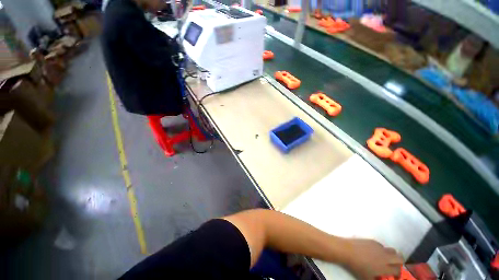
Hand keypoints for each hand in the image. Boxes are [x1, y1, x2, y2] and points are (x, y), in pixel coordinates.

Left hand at [340, 238, 402, 279]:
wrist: (347, 250)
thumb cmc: (357, 266)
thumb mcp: (367, 278)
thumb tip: (380, 279)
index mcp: (385, 267)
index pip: (398, 270)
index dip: (398, 274)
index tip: (394, 277)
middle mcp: (385, 257)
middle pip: (400, 258)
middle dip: (399, 263)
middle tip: (393, 267)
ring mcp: (379, 247)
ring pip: (392, 250)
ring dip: (392, 255)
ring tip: (385, 259)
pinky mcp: (373, 241)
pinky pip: (382, 245)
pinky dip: (382, 250)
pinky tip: (374, 252)